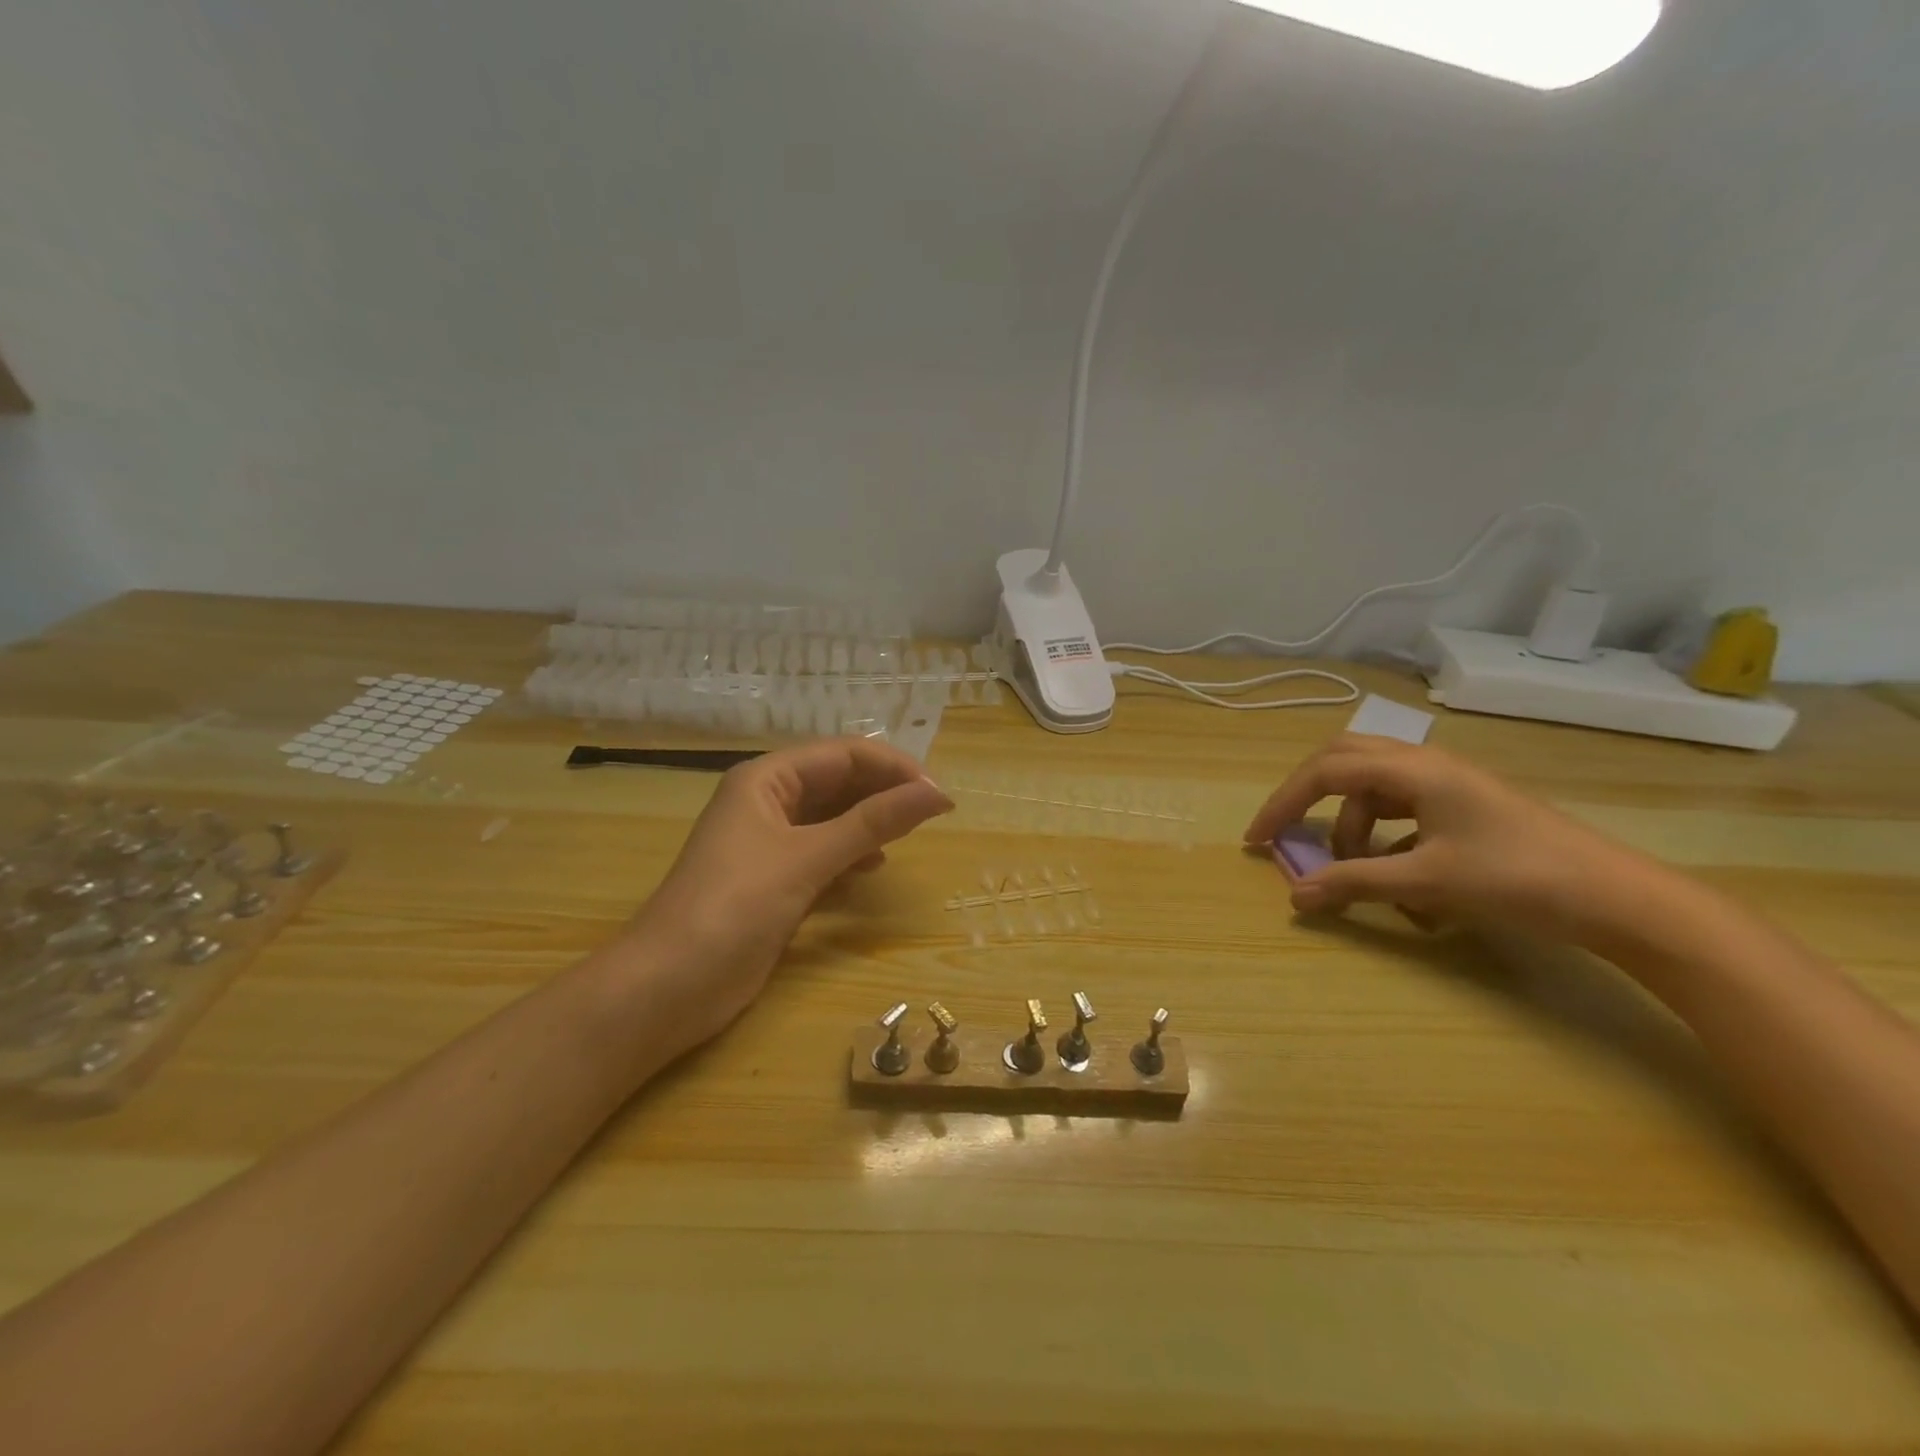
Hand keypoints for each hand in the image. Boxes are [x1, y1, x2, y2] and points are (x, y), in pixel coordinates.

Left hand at [625, 738, 953, 1049]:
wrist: (668, 987)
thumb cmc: (735, 907)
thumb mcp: (808, 858)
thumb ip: (874, 823)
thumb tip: (938, 793)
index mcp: (766, 779)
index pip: (843, 755)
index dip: (893, 768)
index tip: (938, 795)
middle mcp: (767, 802)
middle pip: (838, 782)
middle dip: (884, 793)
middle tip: (932, 815)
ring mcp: (769, 843)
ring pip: (832, 818)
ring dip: (870, 823)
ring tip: (908, 836)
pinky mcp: (773, 881)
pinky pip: (822, 853)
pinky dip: (850, 856)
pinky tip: (872, 869)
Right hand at [1243, 735, 1646, 941]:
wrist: (1617, 898)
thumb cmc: (1517, 878)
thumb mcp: (1427, 882)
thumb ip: (1354, 883)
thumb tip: (1295, 895)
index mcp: (1413, 769)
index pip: (1325, 773)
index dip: (1283, 804)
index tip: (1258, 840)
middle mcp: (1424, 764)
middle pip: (1343, 763)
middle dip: (1308, 799)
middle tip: (1288, 833)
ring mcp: (1446, 784)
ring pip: (1373, 791)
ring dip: (1352, 828)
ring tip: (1359, 874)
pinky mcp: (1462, 806)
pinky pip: (1403, 811)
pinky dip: (1385, 839)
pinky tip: (1400, 881)